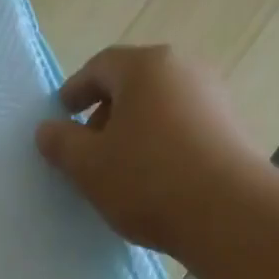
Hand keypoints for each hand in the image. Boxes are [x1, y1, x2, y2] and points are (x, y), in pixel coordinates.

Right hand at [34, 44, 268, 256]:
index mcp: (146, 67)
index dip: (75, 90)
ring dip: (134, 132)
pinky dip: (159, 145)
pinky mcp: (230, 129)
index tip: (60, 114)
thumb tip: (47, 129)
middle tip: (86, 149)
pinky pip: (182, 129)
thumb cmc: (146, 180)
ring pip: (159, 108)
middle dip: (105, 113)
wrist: (226, 212)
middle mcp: (184, 70)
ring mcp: (213, 98)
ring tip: (118, 170)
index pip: (100, 66)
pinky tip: (151, 179)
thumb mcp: (88, 166)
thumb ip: (61, 143)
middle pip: (134, 84)